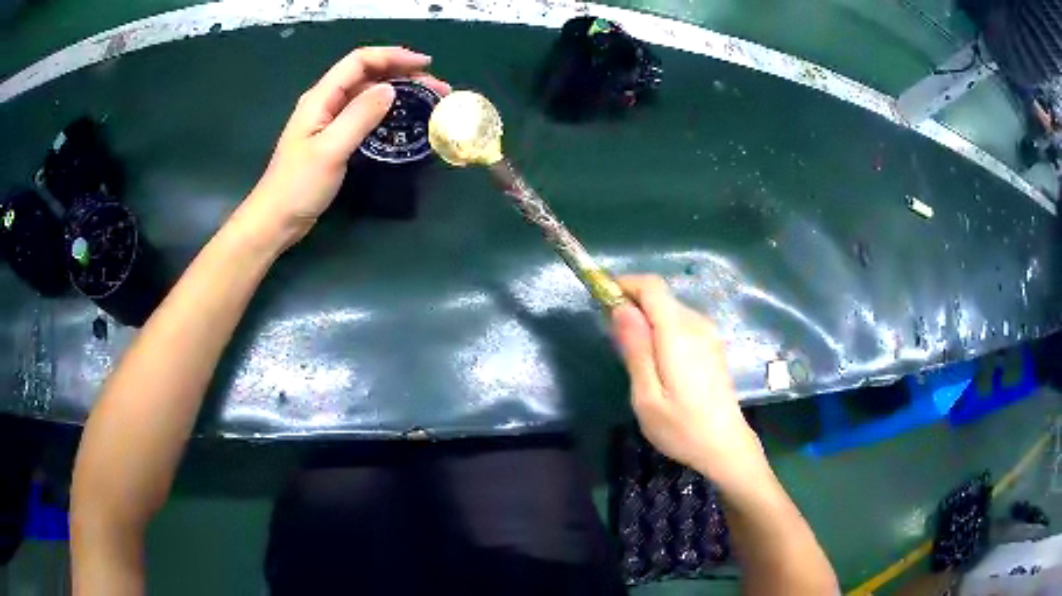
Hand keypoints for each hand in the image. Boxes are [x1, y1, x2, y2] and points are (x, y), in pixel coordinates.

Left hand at [244, 47, 450, 244]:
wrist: (275, 220)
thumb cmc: (298, 186)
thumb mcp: (331, 149)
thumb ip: (360, 116)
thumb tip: (390, 90)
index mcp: (320, 98)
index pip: (360, 61)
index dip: (393, 56)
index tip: (426, 65)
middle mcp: (325, 102)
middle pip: (367, 74)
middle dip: (402, 74)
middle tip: (435, 88)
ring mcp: (328, 120)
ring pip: (367, 93)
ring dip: (397, 91)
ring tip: (427, 100)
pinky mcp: (333, 137)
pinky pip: (363, 113)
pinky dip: (386, 110)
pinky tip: (402, 118)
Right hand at [611, 276, 765, 482]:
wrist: (725, 446)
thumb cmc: (681, 428)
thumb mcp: (647, 396)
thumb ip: (635, 349)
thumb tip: (620, 308)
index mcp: (679, 333)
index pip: (652, 286)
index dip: (625, 284)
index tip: (602, 303)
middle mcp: (697, 324)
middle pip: (660, 296)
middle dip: (632, 306)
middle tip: (614, 341)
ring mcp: (709, 334)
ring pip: (670, 309)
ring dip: (647, 320)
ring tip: (634, 358)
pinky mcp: (712, 345)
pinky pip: (681, 323)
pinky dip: (662, 330)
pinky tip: (658, 363)